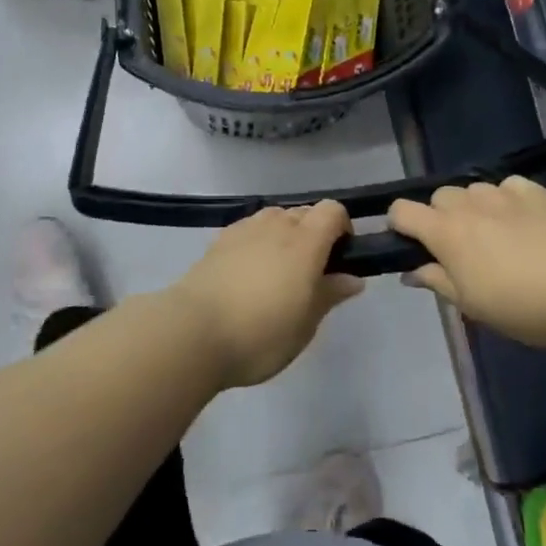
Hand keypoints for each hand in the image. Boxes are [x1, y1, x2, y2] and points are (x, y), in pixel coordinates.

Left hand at [172, 202, 365, 389]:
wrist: (192, 333)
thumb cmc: (261, 334)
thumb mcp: (305, 324)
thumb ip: (330, 294)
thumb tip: (353, 278)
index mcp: (306, 242)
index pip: (332, 211)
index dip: (342, 227)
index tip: (341, 258)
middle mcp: (276, 226)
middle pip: (304, 212)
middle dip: (314, 233)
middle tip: (311, 272)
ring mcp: (244, 230)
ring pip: (275, 217)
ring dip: (285, 234)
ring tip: (279, 271)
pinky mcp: (218, 241)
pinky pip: (249, 229)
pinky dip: (258, 241)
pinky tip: (249, 272)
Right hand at [389, 177, 545, 349]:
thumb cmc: (521, 306)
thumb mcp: (471, 305)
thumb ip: (437, 282)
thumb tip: (411, 272)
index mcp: (446, 232)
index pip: (402, 211)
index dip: (399, 224)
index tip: (410, 244)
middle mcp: (470, 204)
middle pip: (439, 196)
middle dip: (441, 216)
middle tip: (460, 248)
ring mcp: (506, 193)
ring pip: (475, 189)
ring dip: (475, 207)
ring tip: (496, 234)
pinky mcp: (539, 191)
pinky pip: (509, 186)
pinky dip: (508, 199)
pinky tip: (524, 221)